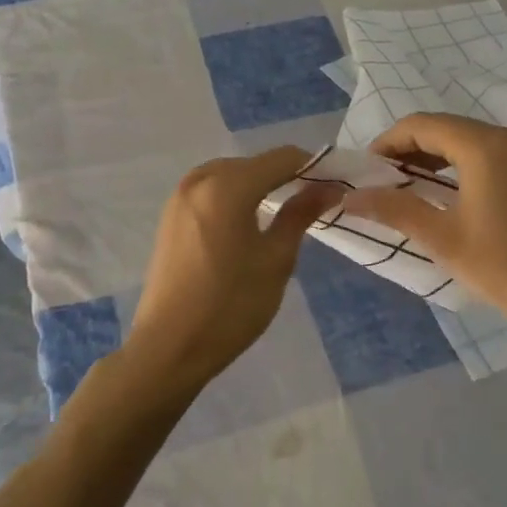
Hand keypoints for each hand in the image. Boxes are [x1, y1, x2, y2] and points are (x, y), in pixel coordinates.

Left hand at [123, 147, 338, 392]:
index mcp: (228, 185)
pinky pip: (212, 191)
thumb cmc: (231, 305)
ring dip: (260, 185)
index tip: (337, 185)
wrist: (169, 347)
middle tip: (315, 201)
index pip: (282, 158)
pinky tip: (249, 222)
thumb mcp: (276, 259)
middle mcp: (200, 180)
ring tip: (286, 211)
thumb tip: (329, 187)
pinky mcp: (170, 216)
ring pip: (231, 175)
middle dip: (287, 176)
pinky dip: (236, 196)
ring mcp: (180, 197)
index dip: (314, 167)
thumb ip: (301, 214)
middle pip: (255, 163)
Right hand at [344, 113, 506, 333]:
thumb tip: (350, 197)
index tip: (365, 171)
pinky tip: (450, 198)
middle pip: (445, 128)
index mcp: (483, 146)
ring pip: (468, 142)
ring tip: (410, 191)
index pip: (421, 125)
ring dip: (434, 159)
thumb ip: (395, 210)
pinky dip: (461, 167)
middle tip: (382, 183)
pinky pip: (490, 155)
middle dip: (409, 150)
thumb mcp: (444, 239)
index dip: (387, 143)